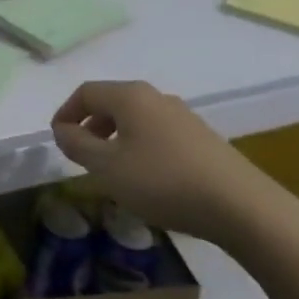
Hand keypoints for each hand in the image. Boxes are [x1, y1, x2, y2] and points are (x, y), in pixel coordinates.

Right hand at [51, 80, 277, 245]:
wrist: (241, 206)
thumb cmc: (163, 181)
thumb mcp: (108, 168)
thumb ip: (78, 145)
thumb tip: (62, 130)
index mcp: (130, 96)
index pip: (86, 92)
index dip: (66, 113)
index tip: (57, 140)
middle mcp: (156, 97)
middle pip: (112, 102)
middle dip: (90, 126)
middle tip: (81, 155)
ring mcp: (183, 116)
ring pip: (136, 119)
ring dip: (115, 138)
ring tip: (111, 171)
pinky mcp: (202, 138)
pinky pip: (157, 134)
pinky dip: (140, 148)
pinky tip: (147, 179)